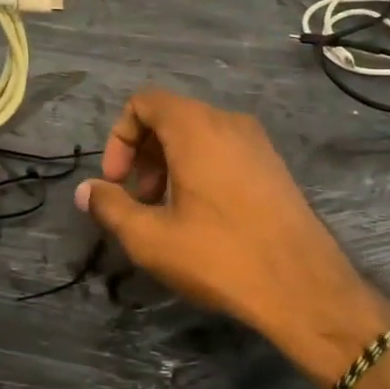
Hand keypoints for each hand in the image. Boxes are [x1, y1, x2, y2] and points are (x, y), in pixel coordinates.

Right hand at [75, 88, 389, 388]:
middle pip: (170, 116)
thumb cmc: (219, 256)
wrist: (303, 287)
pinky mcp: (273, 165)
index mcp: (196, 127)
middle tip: (138, 199)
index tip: (115, 180)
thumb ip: (110, 207)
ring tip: (165, 211)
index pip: (144, 101)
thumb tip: (85, 190)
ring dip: (169, 163)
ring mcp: (257, 142)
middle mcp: (228, 121)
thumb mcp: (151, 238)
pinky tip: (200, 216)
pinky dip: (199, 168)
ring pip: (198, 134)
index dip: (119, 136)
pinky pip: (223, 150)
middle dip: (142, 153)